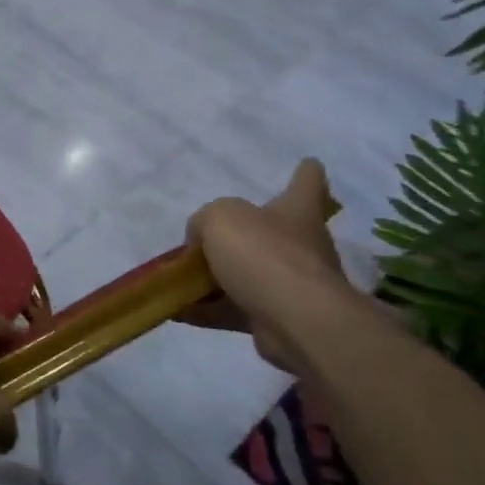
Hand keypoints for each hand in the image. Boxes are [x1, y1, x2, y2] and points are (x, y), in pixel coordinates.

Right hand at [179, 159, 355, 374]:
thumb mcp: (219, 219)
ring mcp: (291, 285)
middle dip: (242, 236)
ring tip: (176, 281)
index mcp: (295, 211)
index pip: (307, 183)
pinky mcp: (276, 318)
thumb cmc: (263, 254)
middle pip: (270, 234)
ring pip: (246, 275)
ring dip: (214, 279)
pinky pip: (234, 310)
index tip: (308, 163)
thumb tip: (201, 239)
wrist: (296, 320)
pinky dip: (206, 310)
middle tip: (205, 239)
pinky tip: (176, 310)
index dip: (305, 173)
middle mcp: (300, 245)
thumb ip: (204, 221)